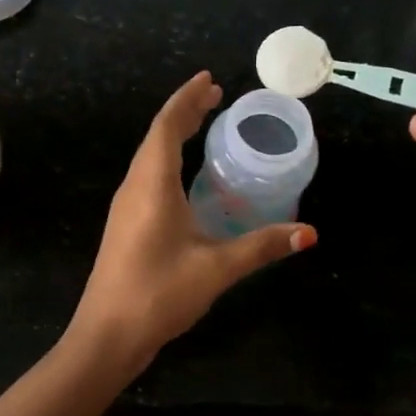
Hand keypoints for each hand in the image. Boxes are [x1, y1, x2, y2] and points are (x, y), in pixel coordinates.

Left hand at [71, 72, 315, 365]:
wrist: (106, 335)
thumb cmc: (158, 294)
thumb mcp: (215, 269)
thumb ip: (261, 247)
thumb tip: (308, 233)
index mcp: (151, 184)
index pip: (167, 126)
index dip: (188, 99)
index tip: (210, 80)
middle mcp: (134, 187)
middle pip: (157, 136)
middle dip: (185, 112)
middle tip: (215, 96)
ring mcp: (126, 207)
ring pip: (150, 157)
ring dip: (174, 135)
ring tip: (202, 124)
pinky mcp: (126, 225)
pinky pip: (148, 177)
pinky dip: (168, 160)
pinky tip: (185, 176)